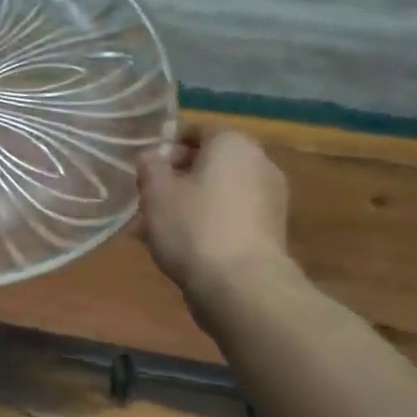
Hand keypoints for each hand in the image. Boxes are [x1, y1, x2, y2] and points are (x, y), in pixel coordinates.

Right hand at [136, 125, 291, 324]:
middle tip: (148, 197)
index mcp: (233, 144)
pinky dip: (208, 221)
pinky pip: (230, 215)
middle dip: (178, 176)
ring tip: (158, 226)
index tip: (145, 166)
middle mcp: (259, 163)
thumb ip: (150, 167)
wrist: (241, 286)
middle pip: (211, 161)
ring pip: (219, 191)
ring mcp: (270, 199)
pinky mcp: (270, 231)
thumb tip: (152, 156)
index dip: (167, 145)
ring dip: (190, 201)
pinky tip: (182, 244)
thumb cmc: (193, 227)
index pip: (197, 130)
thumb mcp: (156, 192)